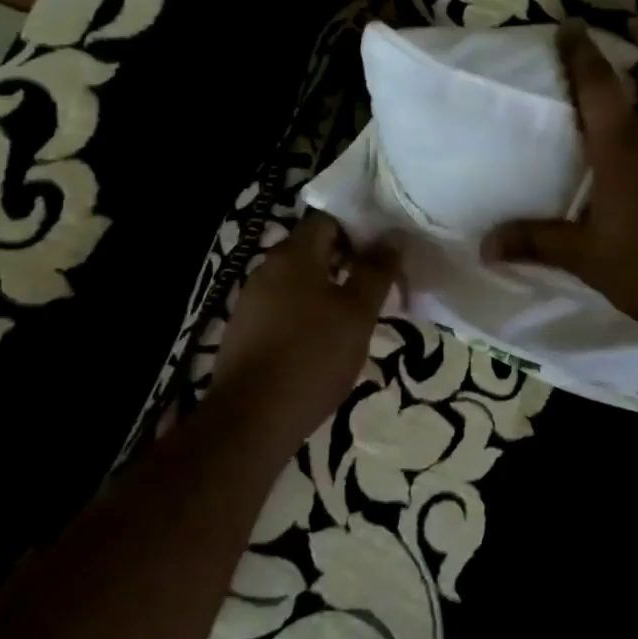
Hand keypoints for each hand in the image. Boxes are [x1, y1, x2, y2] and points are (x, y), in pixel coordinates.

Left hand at [212, 212, 399, 442]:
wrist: (250, 419)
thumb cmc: (312, 356)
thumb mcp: (357, 313)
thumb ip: (376, 271)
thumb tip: (393, 236)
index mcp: (293, 254)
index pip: (329, 219)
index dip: (359, 229)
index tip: (384, 252)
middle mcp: (267, 267)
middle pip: (313, 249)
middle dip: (347, 262)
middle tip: (378, 287)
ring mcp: (251, 300)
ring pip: (298, 281)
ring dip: (328, 290)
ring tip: (356, 317)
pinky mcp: (244, 331)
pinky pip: (283, 307)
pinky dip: (306, 314)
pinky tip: (323, 342)